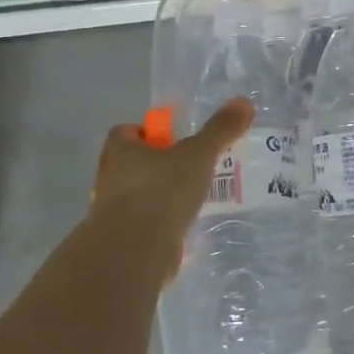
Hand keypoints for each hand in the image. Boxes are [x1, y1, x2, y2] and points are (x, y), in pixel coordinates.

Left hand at [86, 98, 254, 282]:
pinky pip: (143, 226)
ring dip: (159, 197)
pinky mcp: (122, 242)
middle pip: (131, 164)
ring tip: (191, 200)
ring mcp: (112, 213)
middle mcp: (109, 179)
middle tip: (188, 168)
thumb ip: (220, 130)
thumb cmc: (162, 190)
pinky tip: (184, 229)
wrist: (136, 251)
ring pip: (137, 197)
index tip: (172, 140)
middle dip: (156, 166)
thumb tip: (244, 102)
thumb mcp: (198, 155)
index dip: (147, 133)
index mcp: (120, 151)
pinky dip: (161, 226)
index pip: (125, 132)